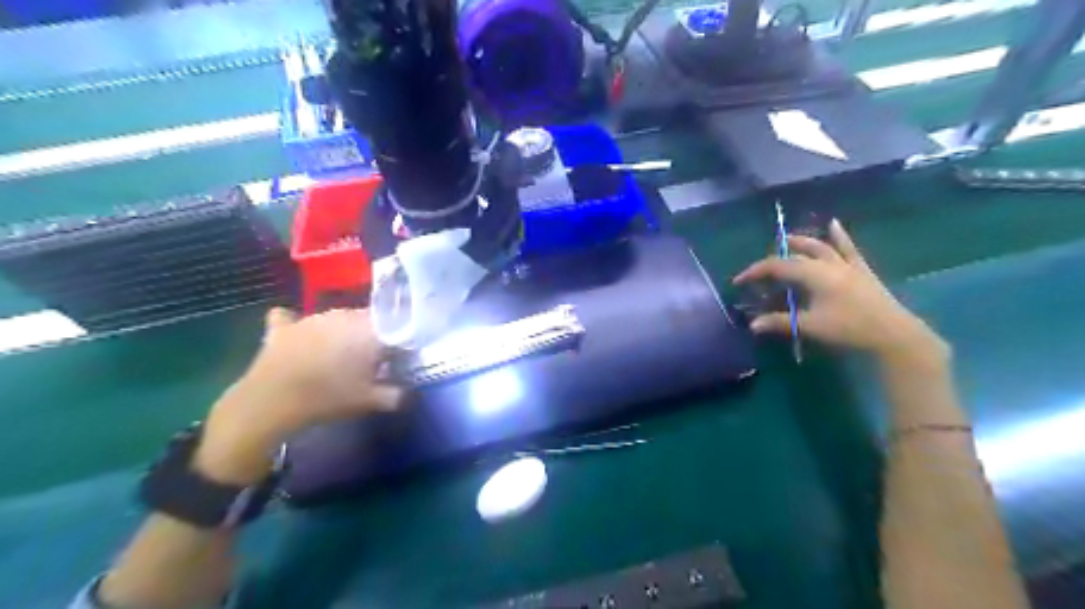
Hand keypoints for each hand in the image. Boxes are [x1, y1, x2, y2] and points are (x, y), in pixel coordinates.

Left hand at [195, 308, 400, 484]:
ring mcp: (310, 318)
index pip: (393, 324)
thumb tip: (411, 393)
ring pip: (334, 319)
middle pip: (365, 320)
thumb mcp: (371, 401)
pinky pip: (290, 318)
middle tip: (370, 361)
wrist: (270, 403)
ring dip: (340, 332)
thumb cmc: (328, 398)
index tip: (396, 358)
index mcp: (367, 328)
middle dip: (370, 336)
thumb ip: (397, 394)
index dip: (397, 340)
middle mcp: (341, 315)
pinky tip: (296, 336)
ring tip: (337, 357)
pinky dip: (294, 325)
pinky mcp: (283, 328)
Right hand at [732, 216, 945, 363]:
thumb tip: (752, 325)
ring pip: (819, 247)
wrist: (893, 334)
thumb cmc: (849, 329)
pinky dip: (839, 236)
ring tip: (786, 240)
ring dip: (801, 243)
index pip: (777, 266)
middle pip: (795, 255)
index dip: (755, 271)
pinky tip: (834, 224)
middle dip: (774, 259)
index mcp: (814, 274)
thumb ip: (780, 322)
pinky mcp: (861, 270)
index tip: (739, 281)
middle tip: (761, 269)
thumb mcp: (811, 326)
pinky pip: (848, 248)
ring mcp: (846, 265)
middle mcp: (828, 264)